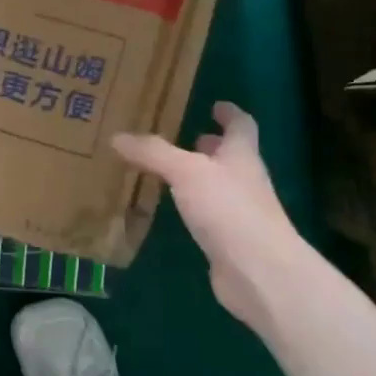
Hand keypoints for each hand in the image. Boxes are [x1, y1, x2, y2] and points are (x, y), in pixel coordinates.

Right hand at [113, 102, 307, 325]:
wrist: (258, 271)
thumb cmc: (228, 209)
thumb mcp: (186, 172)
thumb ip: (153, 153)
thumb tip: (117, 136)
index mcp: (241, 155)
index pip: (241, 126)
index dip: (230, 113)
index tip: (216, 104)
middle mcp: (244, 180)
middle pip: (230, 156)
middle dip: (210, 145)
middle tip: (184, 136)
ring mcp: (238, 212)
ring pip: (217, 185)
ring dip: (198, 176)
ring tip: (168, 170)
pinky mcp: (228, 240)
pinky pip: (207, 214)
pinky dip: (191, 205)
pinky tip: (171, 209)